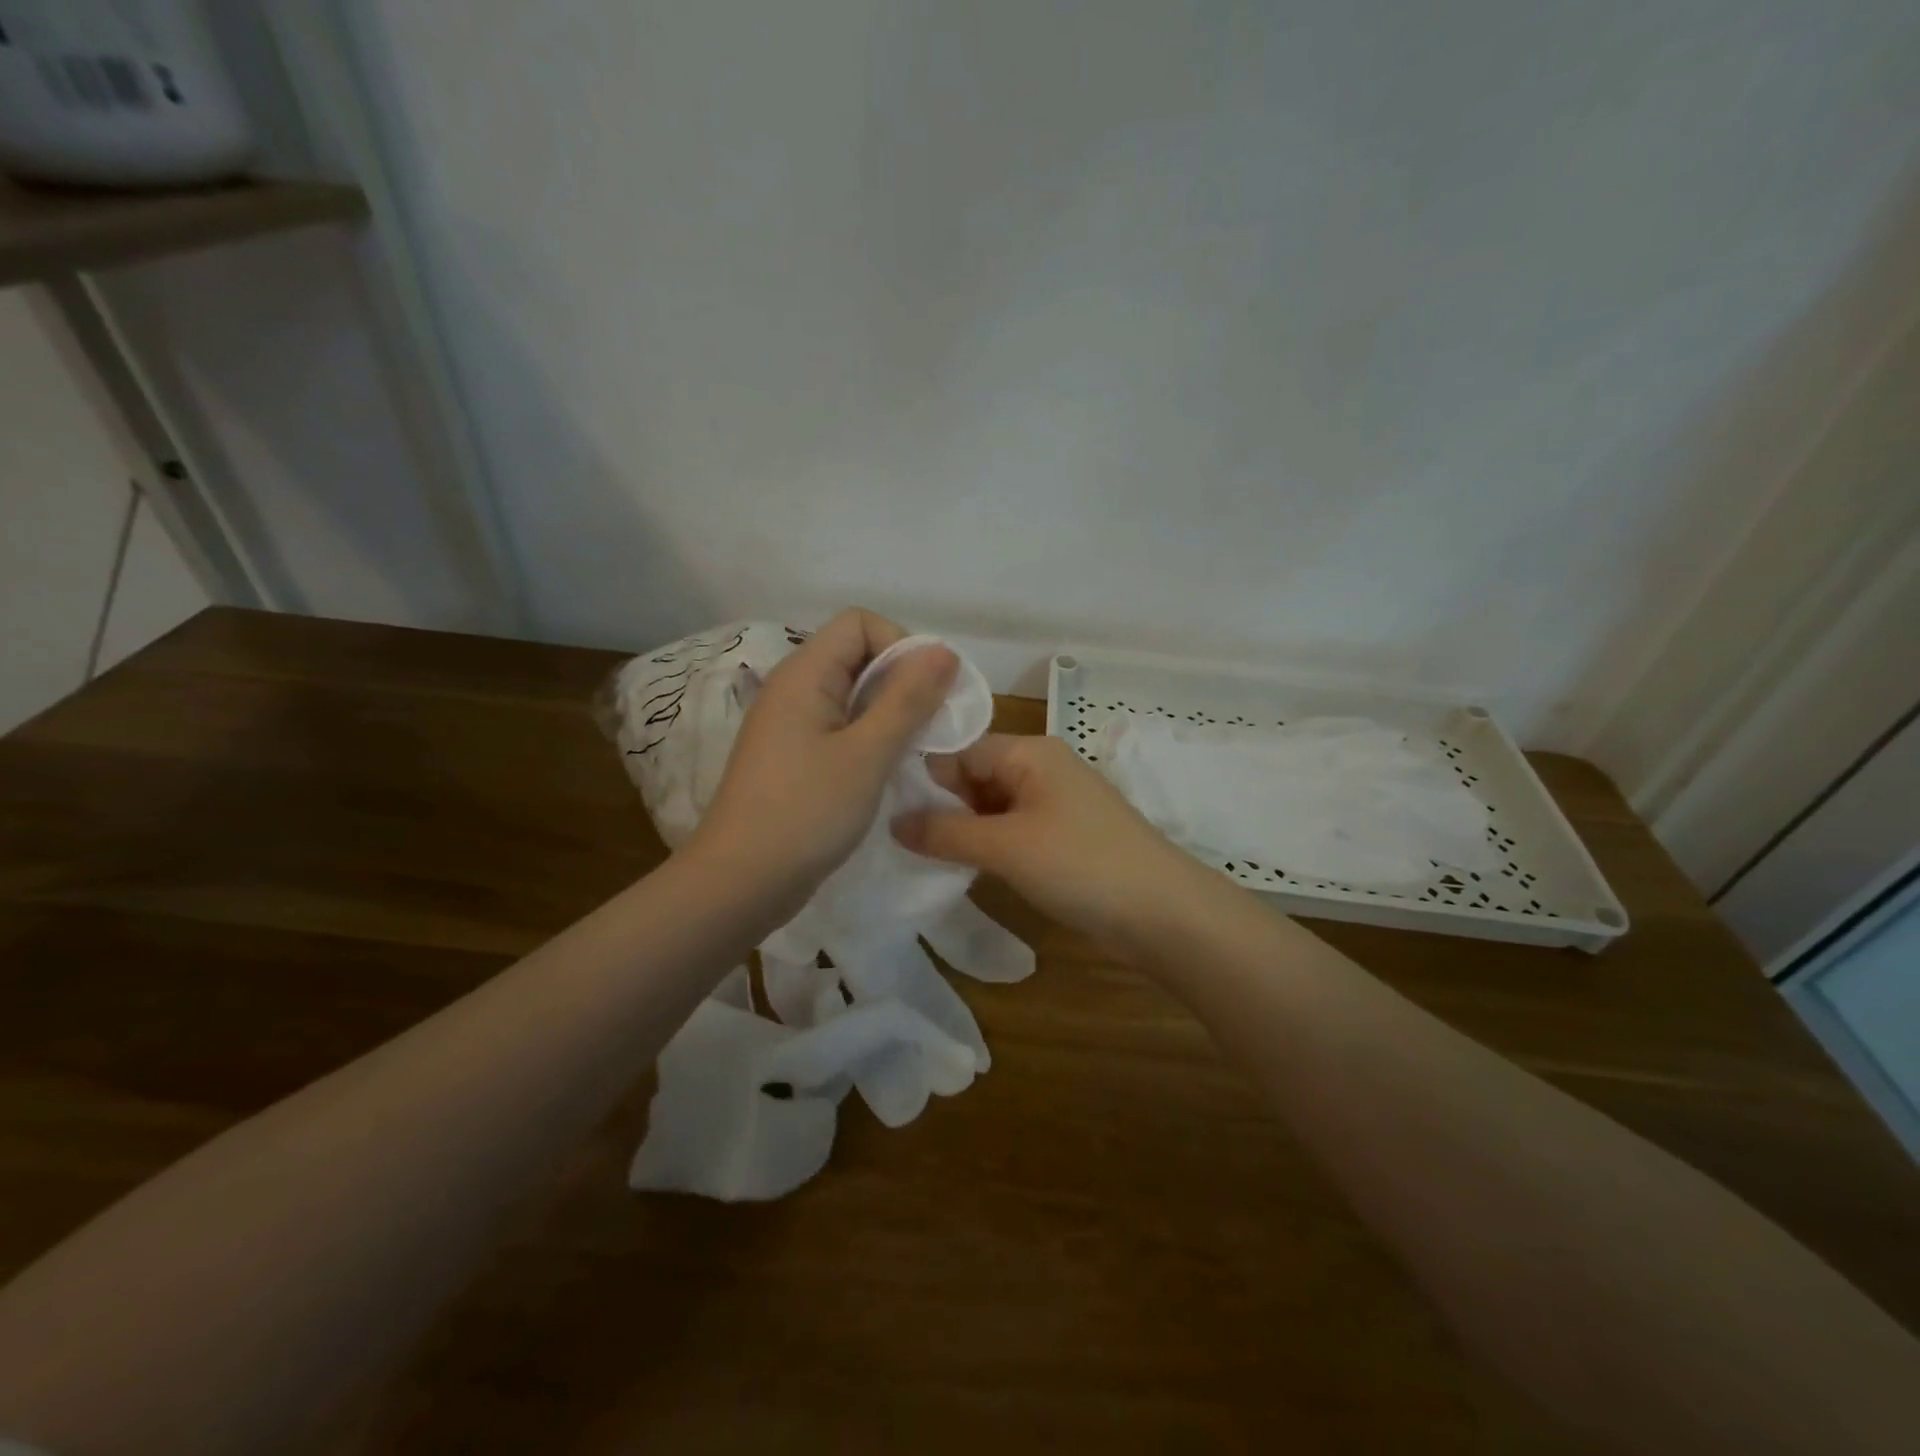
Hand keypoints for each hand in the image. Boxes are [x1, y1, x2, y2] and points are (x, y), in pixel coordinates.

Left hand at [687, 609, 957, 919]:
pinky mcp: (794, 758)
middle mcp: (793, 689)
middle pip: (857, 656)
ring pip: (852, 696)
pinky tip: (887, 769)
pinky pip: (840, 728)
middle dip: (902, 681)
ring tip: (916, 749)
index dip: (900, 645)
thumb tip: (943, 650)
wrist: (741, 883)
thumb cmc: (806, 812)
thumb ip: (907, 699)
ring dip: (890, 712)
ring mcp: (791, 726)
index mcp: (804, 674)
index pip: (859, 623)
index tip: (928, 691)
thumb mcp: (868, 753)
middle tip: (932, 724)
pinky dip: (870, 738)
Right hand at [893, 734, 1197, 953]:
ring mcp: (1055, 804)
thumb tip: (893, 822)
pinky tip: (962, 867)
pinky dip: (988, 845)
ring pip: (992, 807)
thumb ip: (945, 833)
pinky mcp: (1064, 837)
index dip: (922, 777)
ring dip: (963, 829)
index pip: (960, 750)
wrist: (1163, 913)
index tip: (881, 805)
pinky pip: (1013, 830)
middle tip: (893, 836)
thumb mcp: (1004, 846)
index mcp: (1029, 752)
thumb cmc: (1079, 864)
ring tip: (917, 854)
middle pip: (975, 776)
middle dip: (940, 805)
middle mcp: (1042, 769)